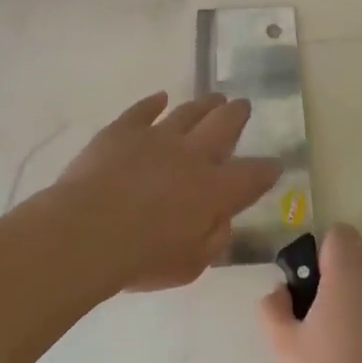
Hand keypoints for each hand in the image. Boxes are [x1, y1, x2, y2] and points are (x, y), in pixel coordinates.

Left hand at [56, 92, 280, 291]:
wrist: (87, 233)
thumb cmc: (142, 258)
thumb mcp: (190, 264)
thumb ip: (213, 239)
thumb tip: (221, 220)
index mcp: (215, 190)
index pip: (252, 175)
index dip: (267, 169)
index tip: (274, 165)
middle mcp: (192, 156)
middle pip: (223, 126)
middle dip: (237, 115)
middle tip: (243, 105)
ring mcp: (156, 138)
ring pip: (188, 113)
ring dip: (204, 105)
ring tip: (214, 98)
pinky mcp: (122, 131)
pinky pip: (142, 110)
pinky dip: (152, 103)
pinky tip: (159, 98)